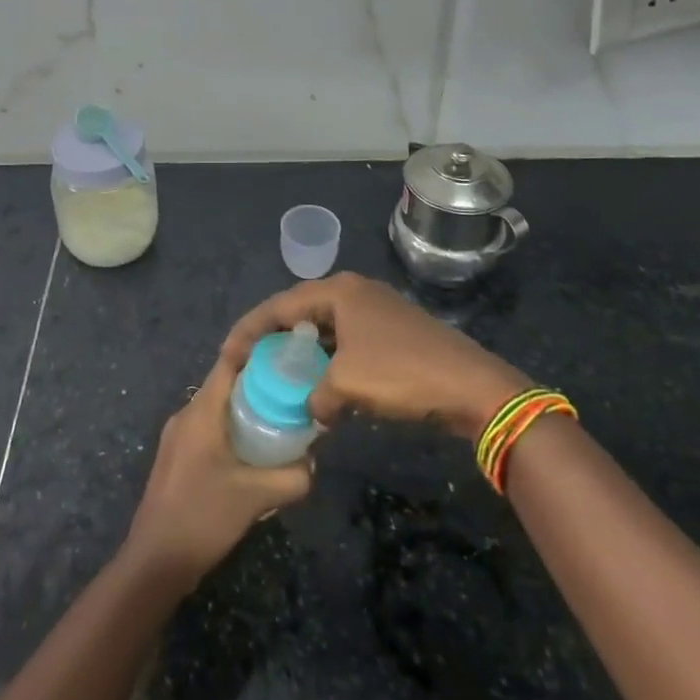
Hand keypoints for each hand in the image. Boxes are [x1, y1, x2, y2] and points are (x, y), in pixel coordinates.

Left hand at [121, 350, 312, 594]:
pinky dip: (232, 432)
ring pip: (217, 410)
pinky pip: (209, 430)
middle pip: (225, 384)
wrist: (155, 561)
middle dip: (259, 385)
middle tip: (293, 393)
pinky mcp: (176, 458)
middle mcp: (186, 415)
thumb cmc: (202, 517)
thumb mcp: (255, 497)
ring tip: (280, 424)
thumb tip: (313, 464)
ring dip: (246, 412)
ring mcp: (178, 437)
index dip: (257, 350)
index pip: (229, 362)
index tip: (286, 351)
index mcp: (201, 411)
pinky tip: (253, 456)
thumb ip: (291, 478)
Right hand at [223, 272, 529, 440]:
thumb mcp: (346, 385)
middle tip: (250, 361)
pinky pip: (346, 340)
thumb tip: (313, 409)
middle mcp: (354, 291)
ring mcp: (376, 309)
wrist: (471, 385)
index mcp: (338, 291)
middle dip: (274, 336)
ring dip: (303, 350)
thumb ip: (315, 396)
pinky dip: (328, 359)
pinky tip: (321, 383)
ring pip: (325, 327)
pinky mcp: (392, 331)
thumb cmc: (401, 373)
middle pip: (301, 311)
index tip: (228, 355)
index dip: (250, 330)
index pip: (280, 306)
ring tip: (279, 372)